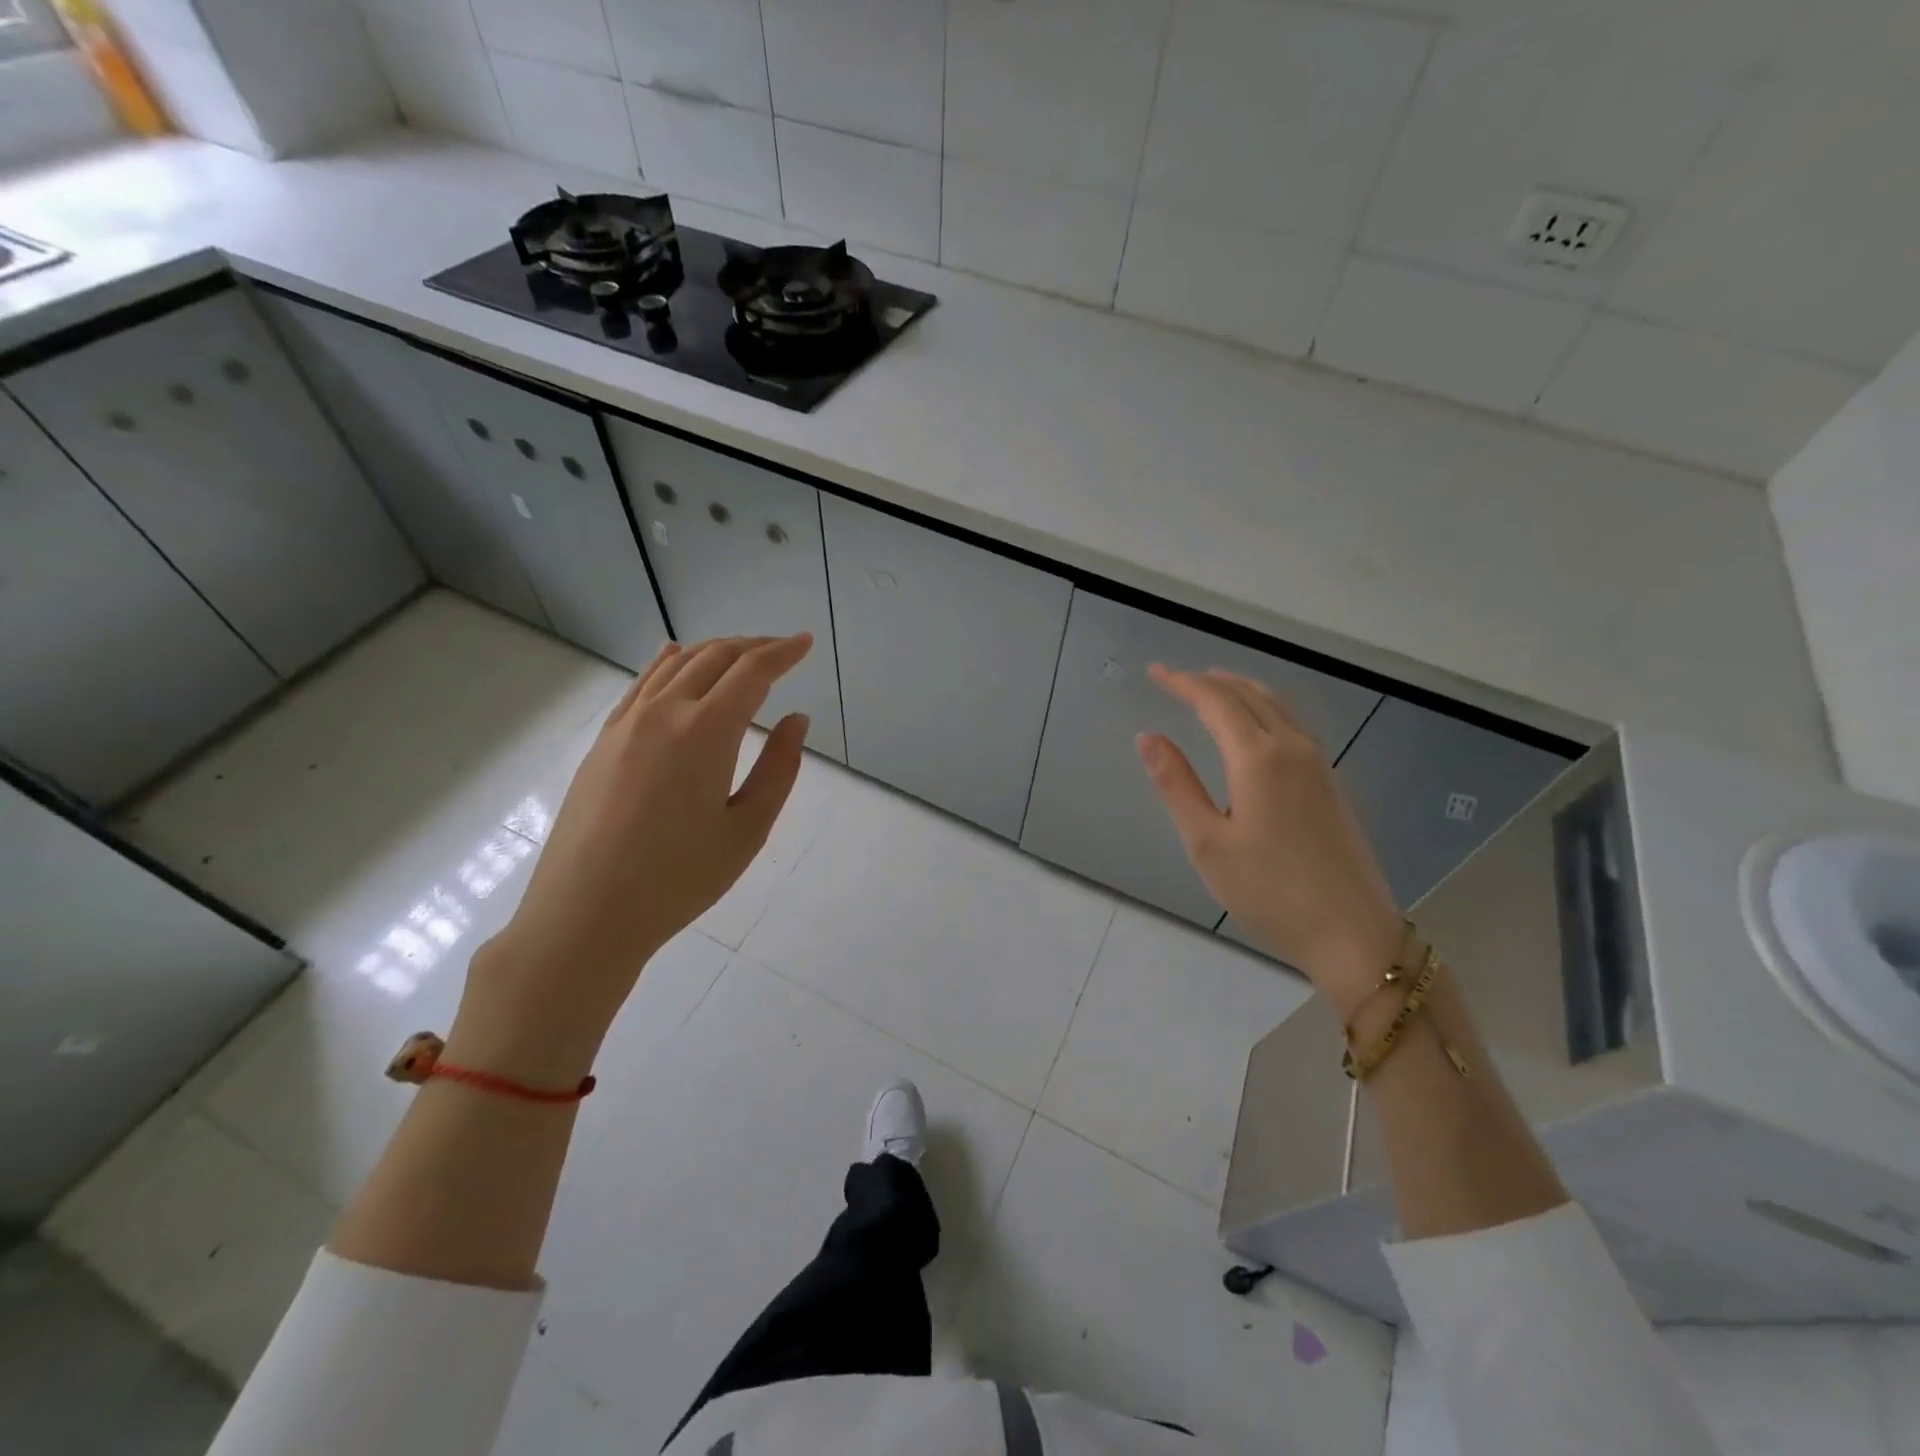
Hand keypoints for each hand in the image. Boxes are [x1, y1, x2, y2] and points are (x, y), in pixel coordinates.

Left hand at [449, 634, 812, 1082]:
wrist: (584, 914)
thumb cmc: (678, 880)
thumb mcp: (747, 831)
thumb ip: (778, 769)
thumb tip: (796, 720)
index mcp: (705, 732)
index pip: (752, 672)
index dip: (783, 652)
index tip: (805, 642)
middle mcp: (663, 713)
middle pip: (714, 657)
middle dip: (753, 647)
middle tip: (782, 651)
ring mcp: (626, 724)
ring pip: (676, 664)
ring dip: (714, 651)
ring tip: (740, 655)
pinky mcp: (603, 741)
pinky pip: (641, 684)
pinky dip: (667, 663)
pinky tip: (674, 655)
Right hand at [1137, 665, 1401, 1016]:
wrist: (1352, 933)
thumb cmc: (1269, 892)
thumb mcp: (1207, 842)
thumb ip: (1176, 784)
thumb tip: (1147, 737)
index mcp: (1258, 758)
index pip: (1215, 702)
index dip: (1182, 683)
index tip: (1154, 673)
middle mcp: (1292, 748)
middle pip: (1248, 695)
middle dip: (1209, 681)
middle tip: (1174, 679)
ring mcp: (1318, 764)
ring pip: (1276, 705)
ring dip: (1240, 689)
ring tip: (1211, 688)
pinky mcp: (1331, 782)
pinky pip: (1293, 723)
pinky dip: (1264, 708)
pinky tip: (1255, 725)